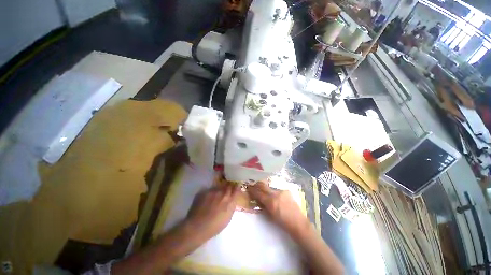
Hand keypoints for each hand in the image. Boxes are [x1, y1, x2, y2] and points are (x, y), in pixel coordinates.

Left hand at [186, 184, 238, 240]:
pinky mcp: (203, 191)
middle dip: (229, 185)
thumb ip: (232, 205)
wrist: (196, 228)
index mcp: (229, 200)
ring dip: (220, 188)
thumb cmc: (214, 226)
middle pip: (228, 184)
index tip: (236, 187)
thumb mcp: (228, 217)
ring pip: (219, 186)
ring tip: (217, 194)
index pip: (236, 188)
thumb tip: (233, 198)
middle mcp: (222, 192)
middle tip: (228, 188)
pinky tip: (208, 199)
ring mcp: (212, 191)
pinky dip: (211, 192)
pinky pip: (209, 189)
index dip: (236, 187)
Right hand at [248, 182, 309, 237]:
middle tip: (254, 185)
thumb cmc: (283, 223)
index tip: (249, 188)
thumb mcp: (270, 215)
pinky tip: (276, 197)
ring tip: (266, 193)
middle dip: (257, 185)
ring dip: (266, 189)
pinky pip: (277, 190)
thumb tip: (258, 199)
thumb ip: (263, 205)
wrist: (298, 223)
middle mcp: (276, 194)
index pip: (259, 193)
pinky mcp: (287, 191)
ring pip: (270, 188)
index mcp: (271, 201)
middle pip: (263, 186)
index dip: (252, 190)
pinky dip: (274, 192)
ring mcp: (282, 191)